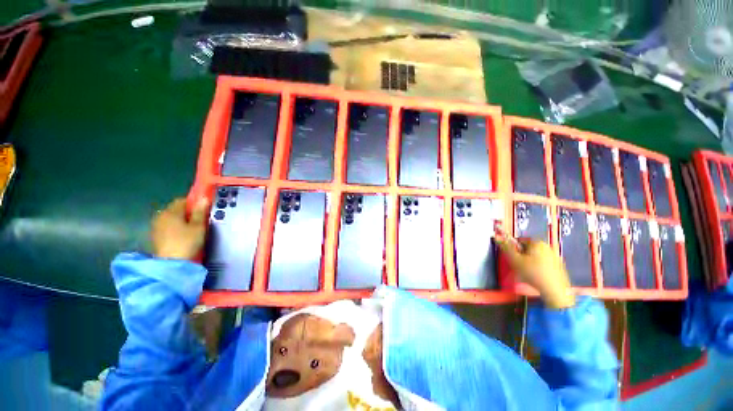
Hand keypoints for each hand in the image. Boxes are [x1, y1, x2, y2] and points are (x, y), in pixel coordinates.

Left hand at [151, 197, 209, 259]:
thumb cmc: (187, 242)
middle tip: (199, 220)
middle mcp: (160, 216)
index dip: (193, 203)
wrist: (172, 264)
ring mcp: (156, 227)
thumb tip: (204, 198)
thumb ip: (200, 212)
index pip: (182, 200)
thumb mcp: (198, 226)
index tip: (203, 210)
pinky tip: (182, 236)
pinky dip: (174, 228)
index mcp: (171, 212)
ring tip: (191, 228)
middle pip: (175, 209)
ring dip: (180, 220)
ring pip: (170, 218)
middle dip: (186, 212)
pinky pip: (167, 227)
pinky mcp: (155, 237)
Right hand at [497, 238, 574, 308]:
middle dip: (521, 256)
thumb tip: (497, 238)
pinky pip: (543, 264)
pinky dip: (538, 268)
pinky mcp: (559, 267)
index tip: (511, 258)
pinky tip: (535, 277)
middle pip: (528, 249)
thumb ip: (505, 248)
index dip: (513, 249)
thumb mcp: (515, 260)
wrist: (555, 292)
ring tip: (526, 273)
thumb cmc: (534, 274)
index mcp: (538, 242)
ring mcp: (555, 257)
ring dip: (529, 263)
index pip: (519, 241)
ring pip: (535, 257)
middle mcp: (548, 247)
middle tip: (518, 266)